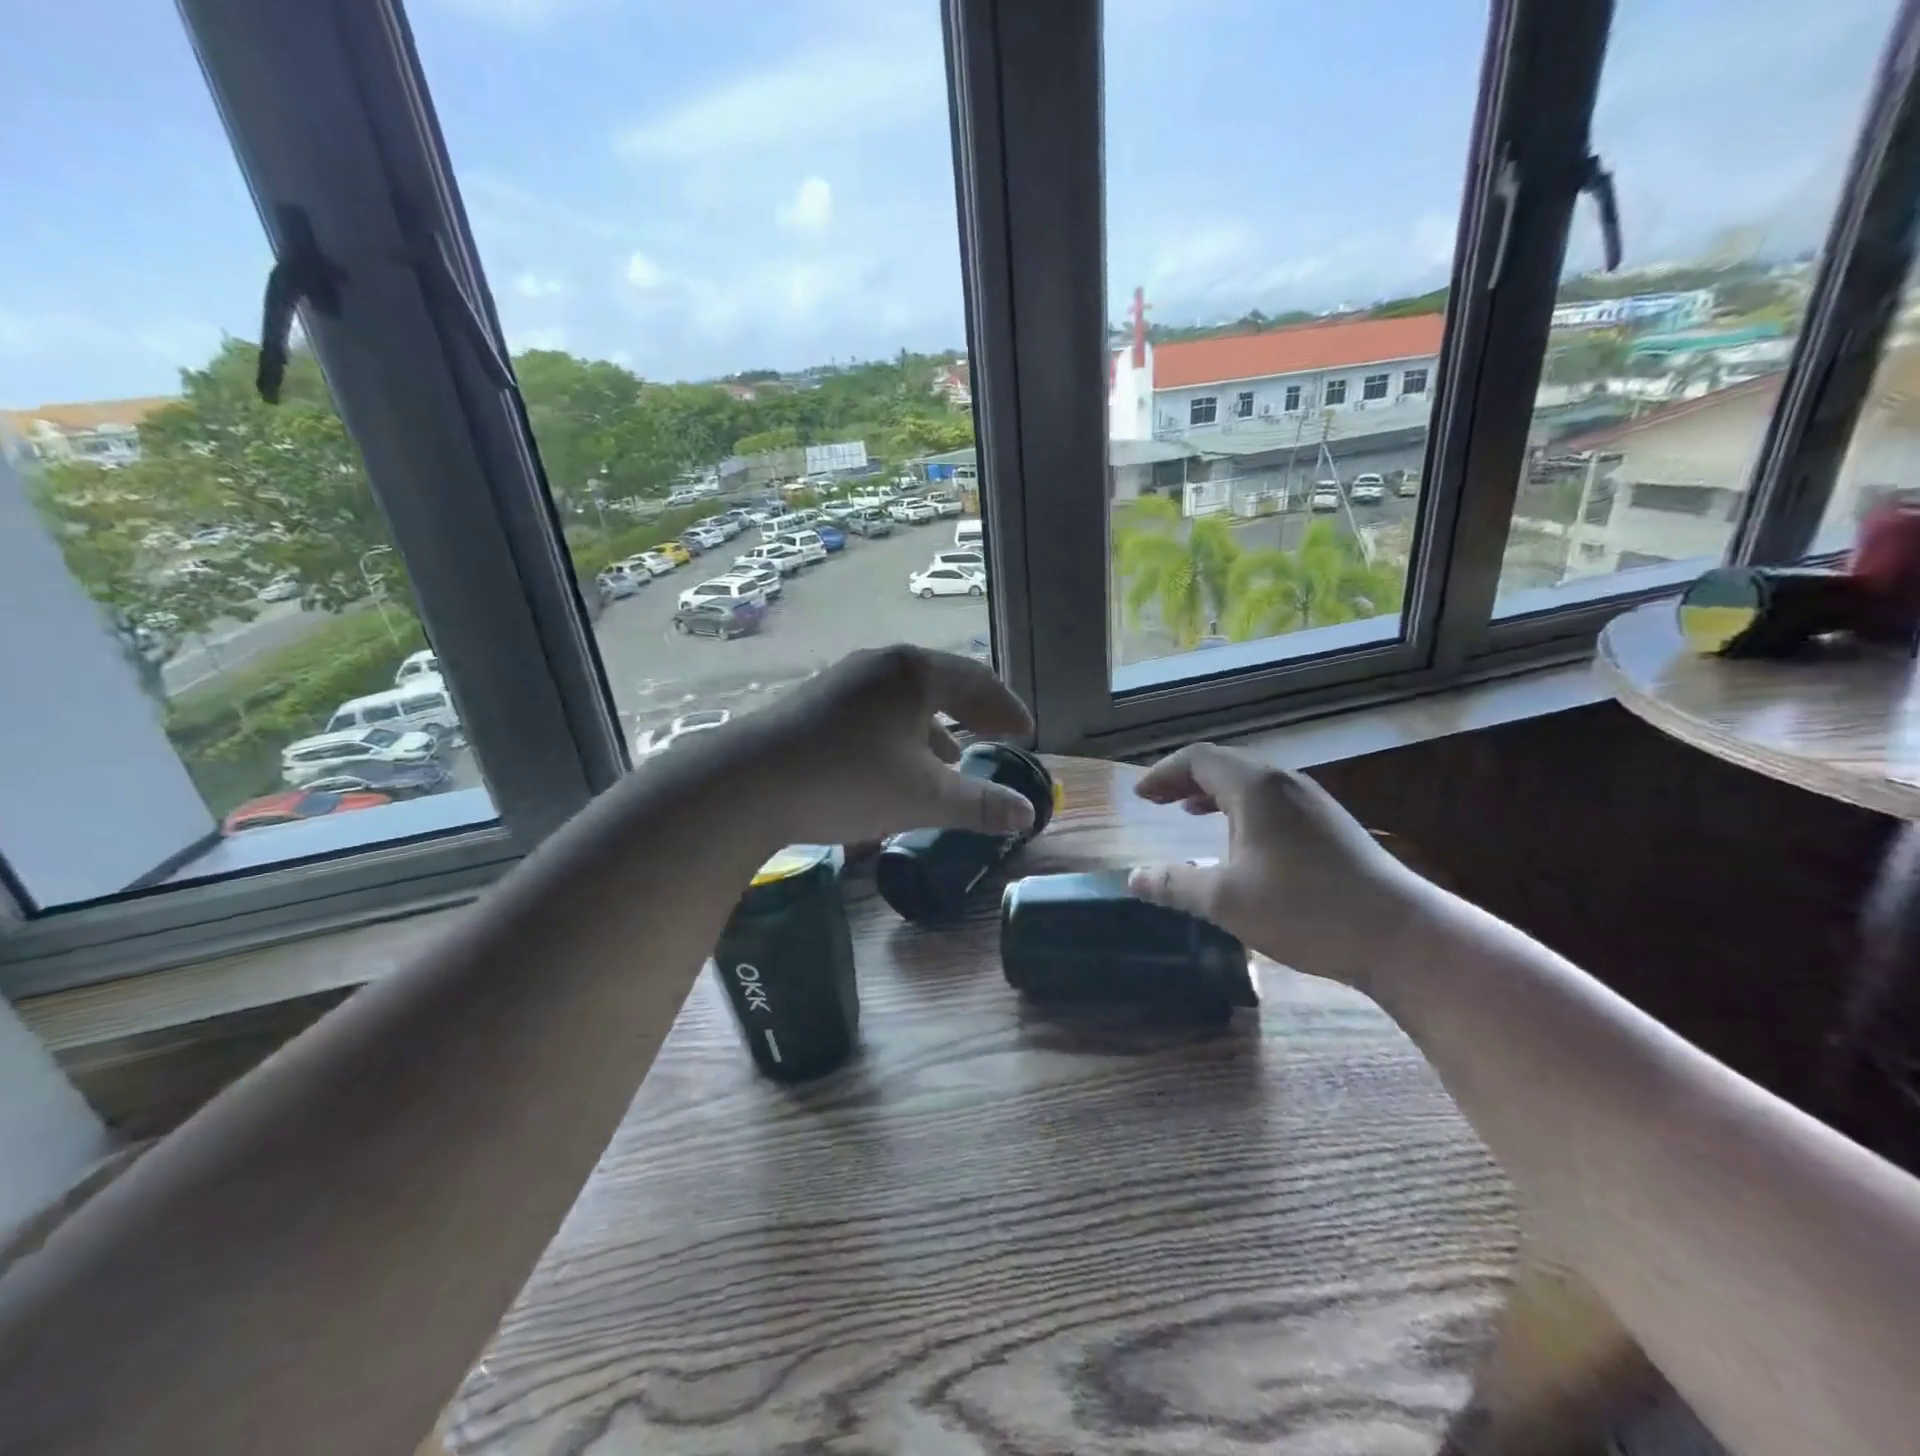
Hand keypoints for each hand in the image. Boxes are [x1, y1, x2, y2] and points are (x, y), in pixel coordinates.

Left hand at [732, 645, 1038, 846]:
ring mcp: (844, 680)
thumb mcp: (923, 797)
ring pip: (906, 699)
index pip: (978, 681)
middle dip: (975, 713)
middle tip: (999, 736)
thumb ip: (980, 805)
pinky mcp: (817, 703)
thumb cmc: (848, 780)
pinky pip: (877, 710)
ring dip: (937, 727)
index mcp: (914, 673)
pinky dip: (902, 733)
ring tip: (953, 758)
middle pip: (942, 683)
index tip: (1026, 734)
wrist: (747, 784)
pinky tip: (896, 764)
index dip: (1007, 709)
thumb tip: (1028, 814)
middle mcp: (881, 665)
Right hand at [1126, 743, 1424, 990]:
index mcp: (1255, 788)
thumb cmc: (1305, 909)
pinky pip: (1272, 800)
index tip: (1140, 795)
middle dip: (1184, 780)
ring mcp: (1312, 802)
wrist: (1400, 935)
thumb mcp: (1227, 900)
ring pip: (1251, 782)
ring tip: (1189, 812)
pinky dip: (1241, 808)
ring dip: (1214, 793)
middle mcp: (1284, 783)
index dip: (1163, 773)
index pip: (1198, 759)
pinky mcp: (1331, 825)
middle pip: (1225, 765)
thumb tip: (1134, 878)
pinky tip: (1241, 840)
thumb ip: (1175, 884)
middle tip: (1157, 801)